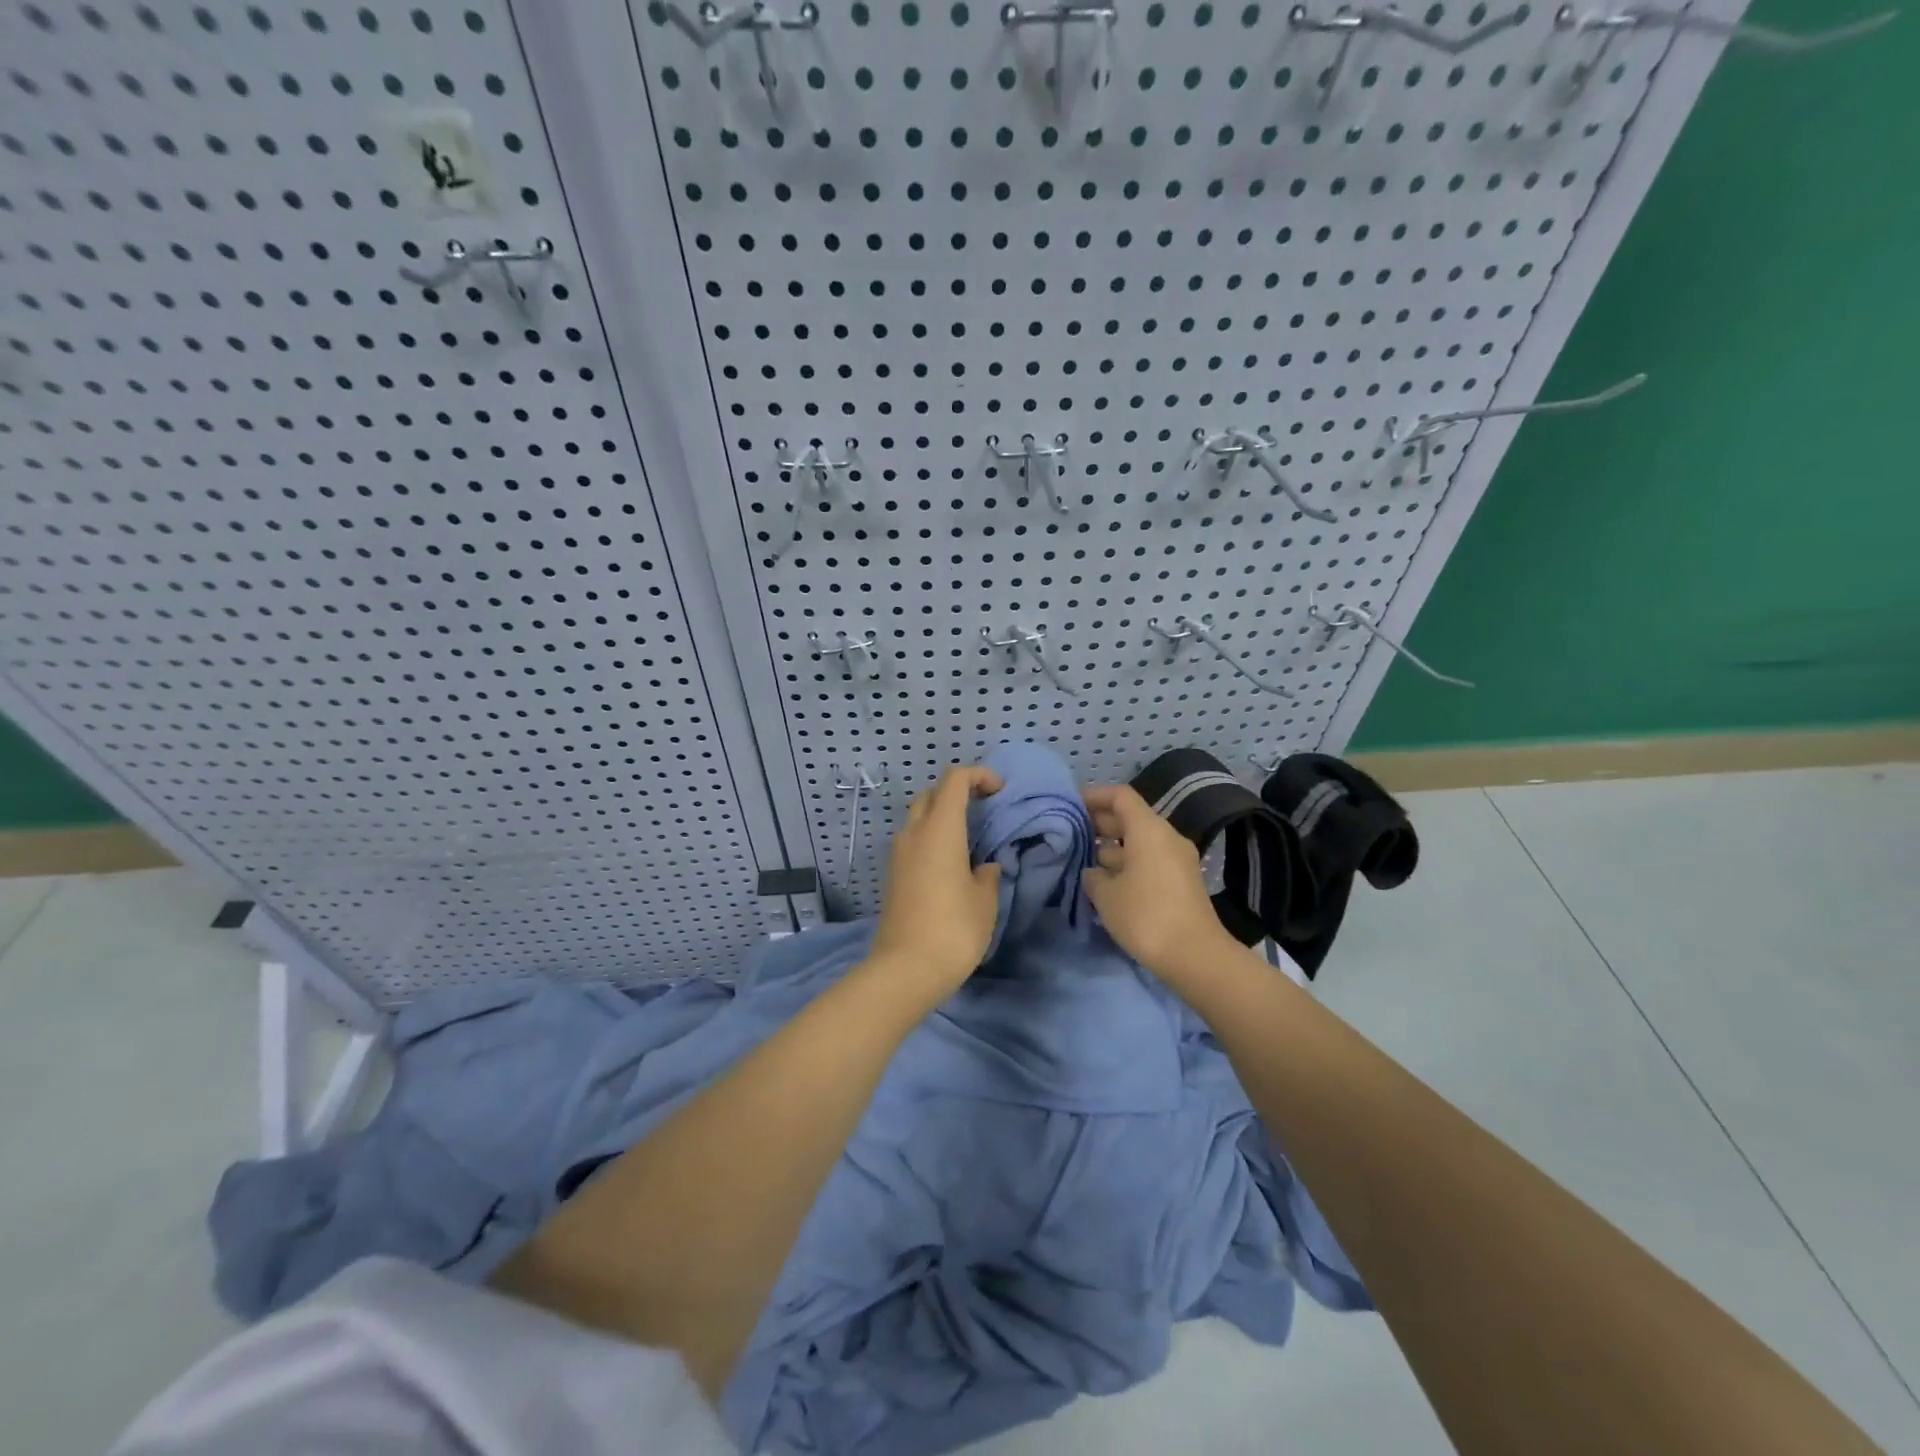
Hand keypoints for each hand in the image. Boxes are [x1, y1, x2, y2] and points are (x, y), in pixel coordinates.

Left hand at [867, 765, 1004, 1002]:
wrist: (905, 969)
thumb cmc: (953, 928)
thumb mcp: (985, 900)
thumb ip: (988, 874)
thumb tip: (985, 867)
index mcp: (940, 828)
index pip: (954, 780)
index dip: (979, 776)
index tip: (1000, 791)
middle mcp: (914, 833)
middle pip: (932, 794)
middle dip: (958, 792)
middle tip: (984, 810)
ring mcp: (898, 854)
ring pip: (919, 817)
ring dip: (942, 816)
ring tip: (970, 838)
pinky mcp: (893, 875)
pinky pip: (913, 841)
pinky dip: (932, 838)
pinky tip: (951, 863)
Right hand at [1083, 784, 1237, 982]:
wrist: (1196, 956)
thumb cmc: (1146, 916)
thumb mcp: (1106, 895)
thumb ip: (1093, 876)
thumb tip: (1094, 872)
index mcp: (1149, 830)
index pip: (1120, 796)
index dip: (1094, 795)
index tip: (1071, 804)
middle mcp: (1166, 837)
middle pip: (1131, 818)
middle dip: (1100, 823)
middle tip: (1071, 834)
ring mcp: (1177, 860)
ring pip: (1140, 842)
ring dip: (1113, 848)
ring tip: (1084, 862)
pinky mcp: (1181, 882)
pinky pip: (1149, 861)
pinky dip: (1127, 864)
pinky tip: (1107, 884)